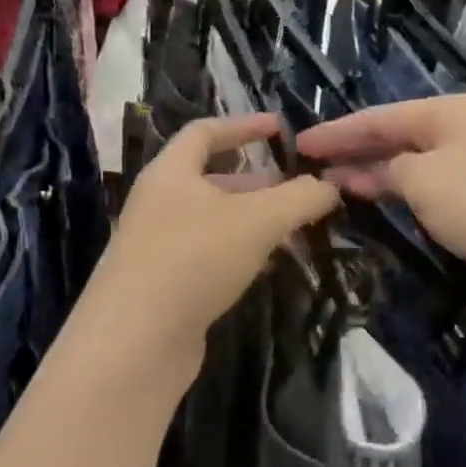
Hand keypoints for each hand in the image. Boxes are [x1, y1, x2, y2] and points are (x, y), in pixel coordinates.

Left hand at [89, 113, 338, 362]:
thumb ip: (300, 198)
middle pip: (211, 179)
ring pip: (213, 221)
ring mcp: (158, 246)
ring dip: (252, 219)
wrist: (136, 341)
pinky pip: (207, 255)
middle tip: (299, 188)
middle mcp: (158, 204)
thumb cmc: (194, 260)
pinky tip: (266, 265)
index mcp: (170, 173)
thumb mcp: (258, 221)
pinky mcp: (163, 285)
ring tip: (293, 227)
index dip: (244, 125)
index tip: (281, 127)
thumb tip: (329, 186)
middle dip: (257, 181)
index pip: (204, 132)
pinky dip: (239, 252)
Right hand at [294, 93, 465, 321]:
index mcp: (450, 112)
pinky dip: (409, 195)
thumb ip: (391, 171)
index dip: (337, 131)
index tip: (298, 144)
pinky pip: (438, 189)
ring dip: (380, 175)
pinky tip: (391, 205)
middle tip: (313, 168)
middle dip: (356, 151)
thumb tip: (376, 172)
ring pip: (418, 164)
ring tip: (341, 187)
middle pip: (399, 137)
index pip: (379, 117)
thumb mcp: (426, 181)